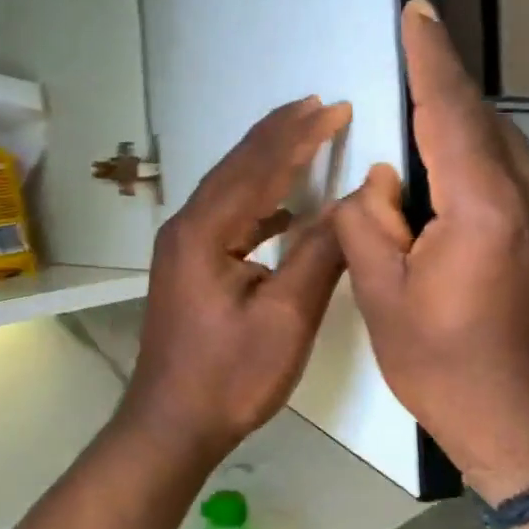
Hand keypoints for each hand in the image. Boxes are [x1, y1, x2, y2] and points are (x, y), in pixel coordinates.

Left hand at [120, 97, 351, 460]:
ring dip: (266, 162)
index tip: (334, 107)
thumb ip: (320, 254)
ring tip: (303, 137)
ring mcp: (183, 248)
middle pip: (237, 167)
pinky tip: (283, 206)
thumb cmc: (230, 376)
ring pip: (229, 189)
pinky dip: (257, 200)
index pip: (257, 167)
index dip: (298, 135)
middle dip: (279, 135)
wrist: (172, 423)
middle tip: (318, 105)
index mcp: (204, 232)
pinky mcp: (189, 267)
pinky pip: (227, 217)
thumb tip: (355, 201)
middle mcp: (186, 228)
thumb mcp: (286, 317)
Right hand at [331, 1, 528, 502]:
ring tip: (413, 144)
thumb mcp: (383, 296)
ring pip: (500, 148)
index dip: (429, 57)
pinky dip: (475, 166)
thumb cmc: (446, 368)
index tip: (416, 11)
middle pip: (481, 122)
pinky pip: (513, 177)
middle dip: (438, 94)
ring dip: (456, 134)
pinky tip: (445, 191)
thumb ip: (369, 221)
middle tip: (398, 74)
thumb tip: (383, 181)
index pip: (452, 110)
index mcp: (485, 208)